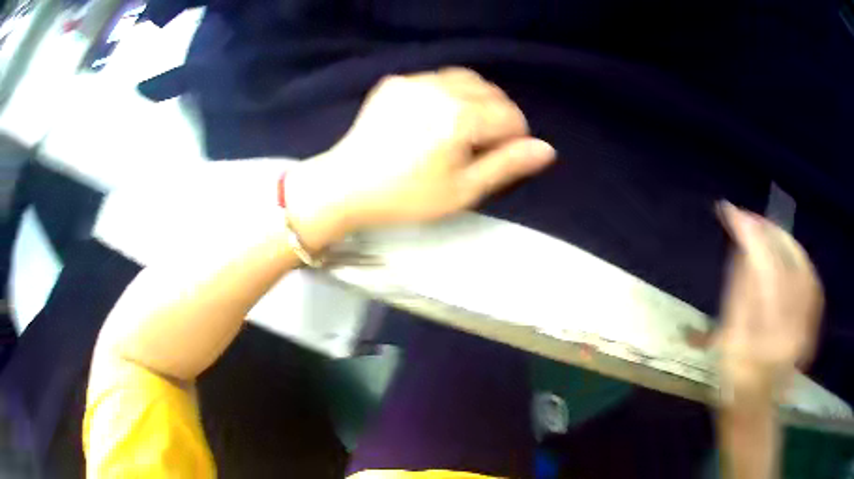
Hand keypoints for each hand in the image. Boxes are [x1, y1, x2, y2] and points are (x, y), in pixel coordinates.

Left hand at [285, 68, 555, 246]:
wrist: (346, 186)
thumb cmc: (407, 197)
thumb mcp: (463, 190)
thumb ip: (507, 165)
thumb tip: (547, 149)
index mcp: (459, 118)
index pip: (509, 116)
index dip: (515, 137)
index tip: (501, 156)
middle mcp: (439, 90)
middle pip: (491, 92)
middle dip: (498, 115)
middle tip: (483, 145)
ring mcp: (414, 81)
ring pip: (466, 79)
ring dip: (477, 100)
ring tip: (464, 128)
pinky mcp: (395, 82)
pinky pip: (437, 78)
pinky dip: (449, 93)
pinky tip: (437, 116)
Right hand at [715, 202, 822, 399]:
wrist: (755, 407)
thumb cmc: (733, 380)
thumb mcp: (727, 339)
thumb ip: (739, 291)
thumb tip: (744, 248)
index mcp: (768, 336)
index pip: (764, 269)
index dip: (749, 234)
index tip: (730, 211)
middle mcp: (795, 326)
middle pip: (789, 262)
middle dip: (768, 231)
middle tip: (748, 218)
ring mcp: (808, 324)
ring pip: (803, 266)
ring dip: (784, 241)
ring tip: (766, 230)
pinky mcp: (813, 322)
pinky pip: (811, 279)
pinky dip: (799, 258)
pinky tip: (788, 253)